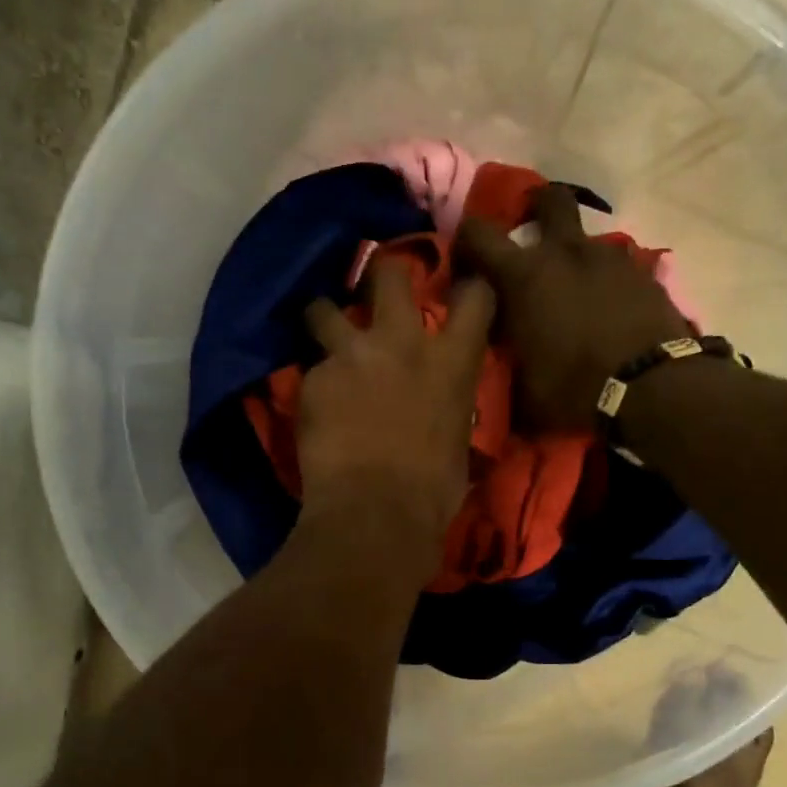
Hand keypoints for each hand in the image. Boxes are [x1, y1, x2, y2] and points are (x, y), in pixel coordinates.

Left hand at [298, 254, 494, 584]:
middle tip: (376, 285)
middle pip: (388, 273)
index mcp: (452, 362)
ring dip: (324, 318)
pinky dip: (315, 385)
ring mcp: (352, 356)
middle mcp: (401, 343)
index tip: (461, 286)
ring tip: (321, 334)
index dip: (469, 286)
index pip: (475, 296)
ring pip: (324, 308)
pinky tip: (315, 410)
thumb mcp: (458, 444)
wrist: (375, 514)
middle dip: (383, 272)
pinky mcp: (314, 380)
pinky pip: (311, 371)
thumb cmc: (433, 492)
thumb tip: (442, 414)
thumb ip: (449, 410)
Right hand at [456, 185, 689, 432]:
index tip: (465, 262)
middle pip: (548, 200)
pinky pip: (617, 267)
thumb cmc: (574, 387)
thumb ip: (503, 375)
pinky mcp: (644, 274)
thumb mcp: (523, 394)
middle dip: (535, 209)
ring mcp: (609, 258)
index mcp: (523, 276)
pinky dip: (606, 282)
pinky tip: (608, 310)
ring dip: (575, 256)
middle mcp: (564, 252)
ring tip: (574, 291)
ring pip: (586, 238)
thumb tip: (489, 383)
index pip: (478, 233)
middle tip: (529, 235)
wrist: (652, 386)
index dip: (465, 240)